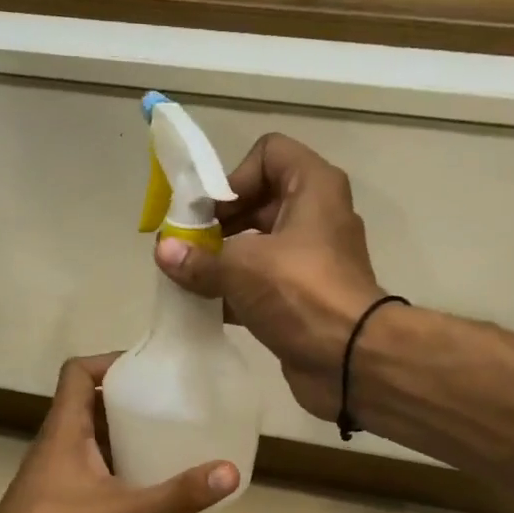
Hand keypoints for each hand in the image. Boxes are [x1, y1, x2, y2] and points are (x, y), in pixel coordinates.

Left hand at [0, 355, 239, 512]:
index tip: (148, 371)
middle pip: (92, 409)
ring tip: (167, 459)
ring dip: (127, 452)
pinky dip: (122, 495)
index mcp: (66, 429)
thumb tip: (230, 472)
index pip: (78, 372)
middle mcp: (58, 445)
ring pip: (95, 450)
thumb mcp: (123, 511)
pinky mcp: (57, 508)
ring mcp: (56, 478)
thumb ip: (176, 494)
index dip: (110, 362)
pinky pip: (95, 488)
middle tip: (169, 413)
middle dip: (131, 409)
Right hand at [154, 134, 383, 418]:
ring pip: (257, 246)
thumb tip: (163, 253)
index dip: (234, 176)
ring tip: (187, 277)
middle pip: (258, 202)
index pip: (268, 153)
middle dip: (218, 223)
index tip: (209, 212)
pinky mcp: (304, 298)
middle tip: (185, 246)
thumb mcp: (242, 268)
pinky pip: (262, 284)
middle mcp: (316, 217)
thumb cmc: (300, 293)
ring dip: (221, 260)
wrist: (349, 359)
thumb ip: (199, 258)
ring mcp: (312, 260)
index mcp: (313, 188)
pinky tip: (203, 307)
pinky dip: (234, 292)